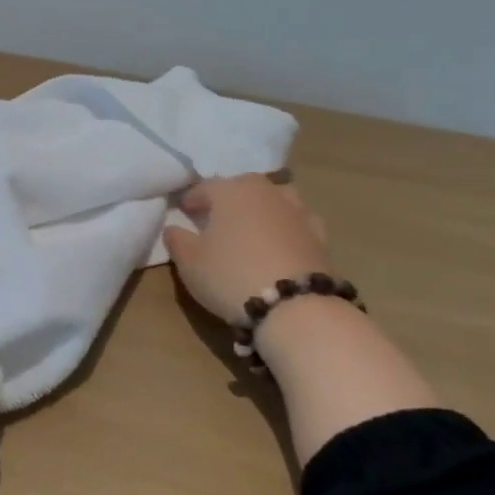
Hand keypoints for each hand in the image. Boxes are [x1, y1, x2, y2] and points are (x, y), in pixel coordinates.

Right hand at [163, 175, 330, 325]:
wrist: (295, 307)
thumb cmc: (230, 275)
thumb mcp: (189, 261)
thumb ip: (177, 239)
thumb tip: (174, 228)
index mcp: (232, 190)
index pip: (205, 188)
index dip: (191, 200)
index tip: (183, 213)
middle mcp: (268, 192)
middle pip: (242, 189)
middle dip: (227, 201)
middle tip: (215, 220)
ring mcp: (299, 212)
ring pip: (273, 203)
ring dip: (259, 212)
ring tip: (249, 232)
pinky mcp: (320, 236)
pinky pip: (294, 226)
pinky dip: (283, 231)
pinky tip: (277, 248)